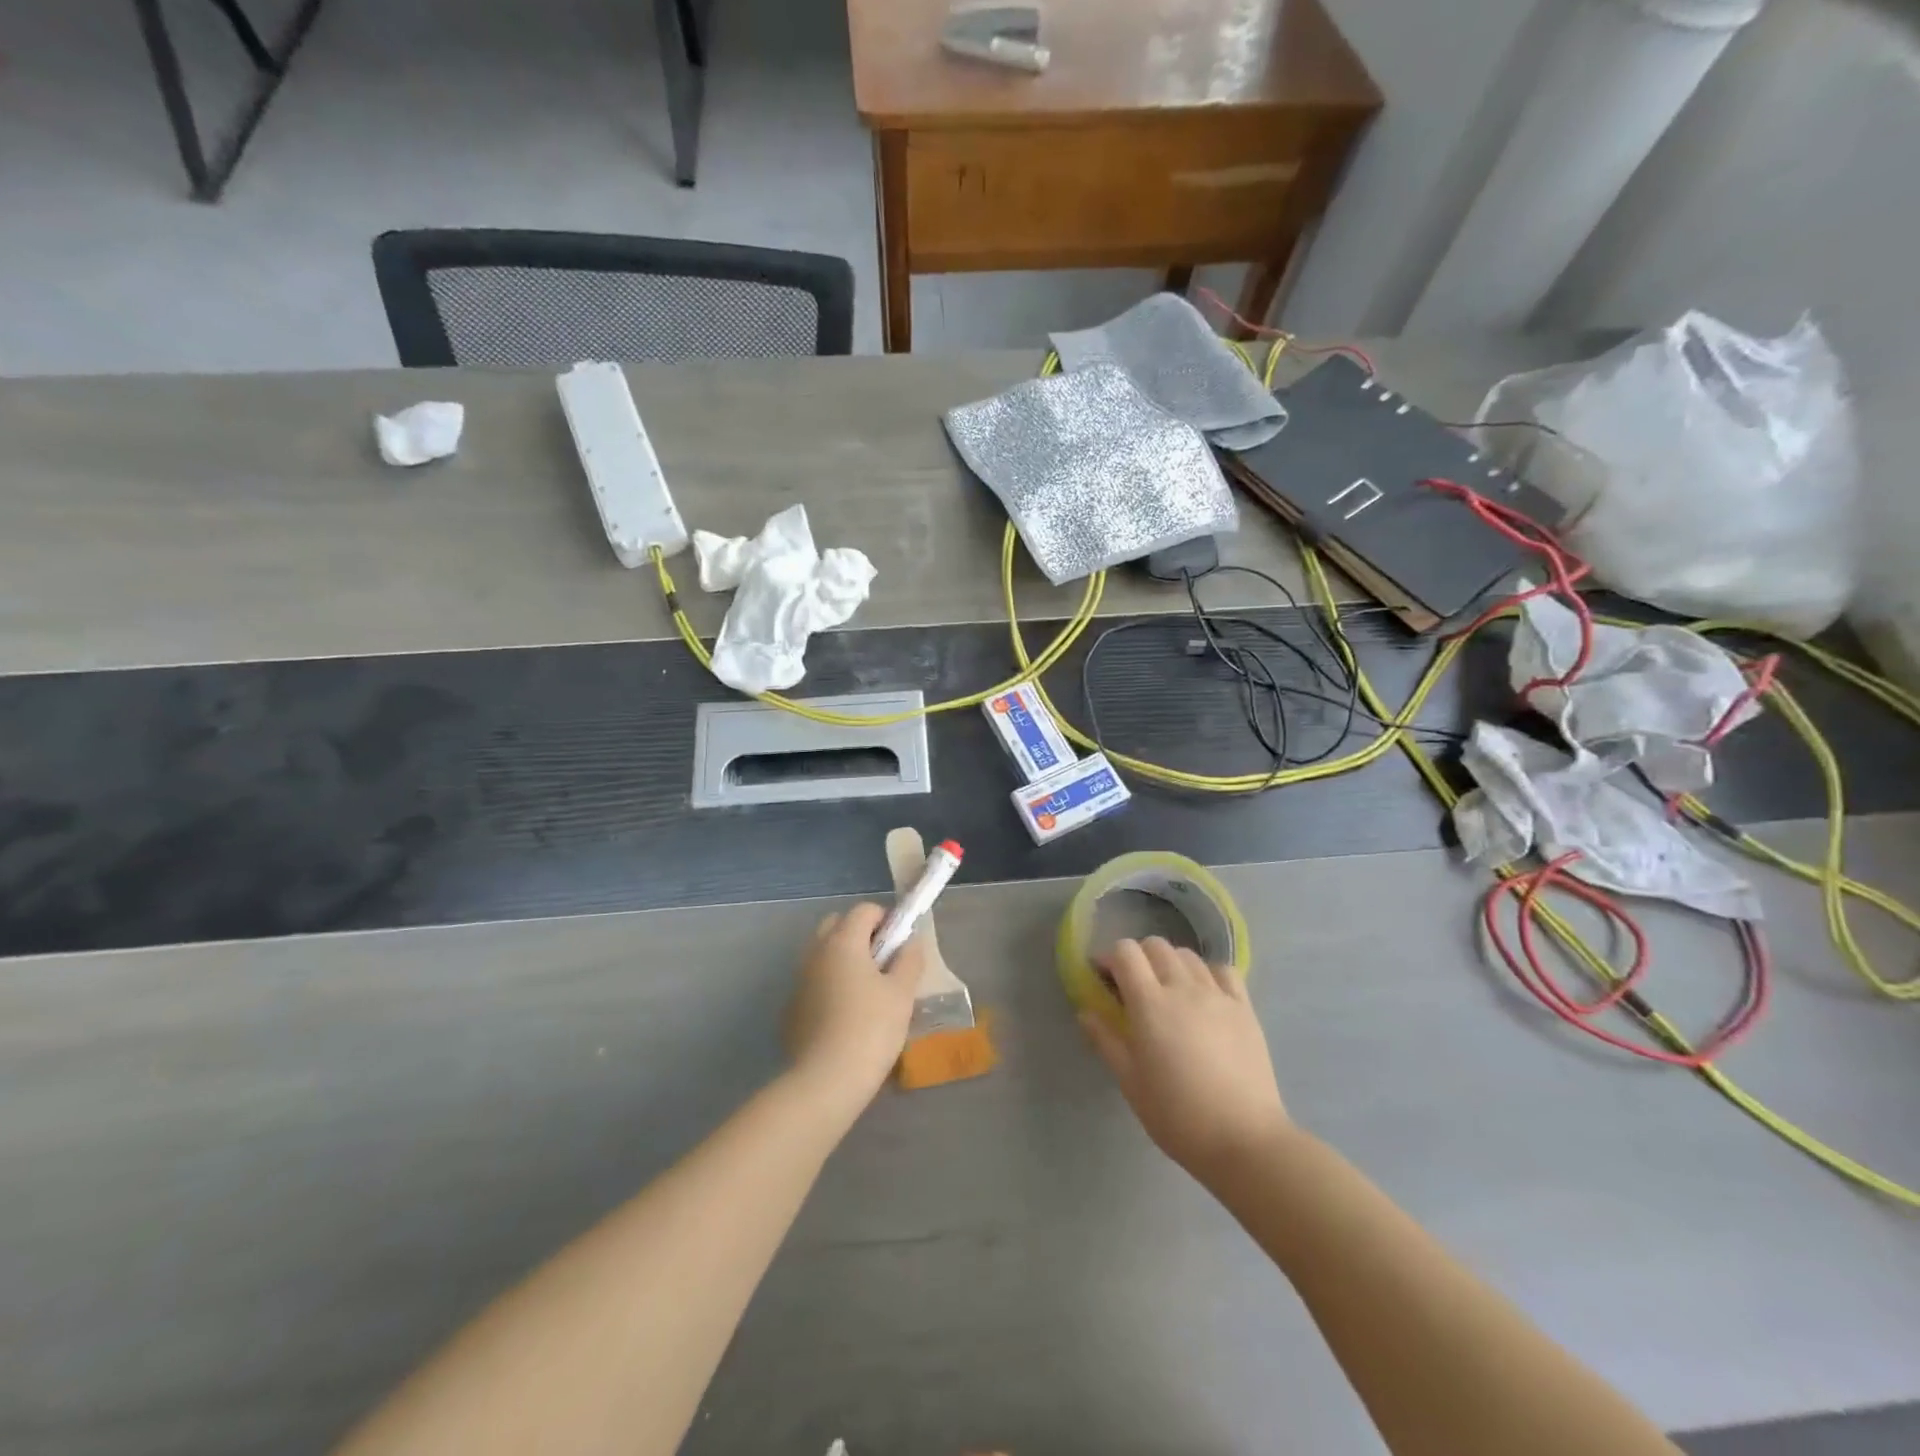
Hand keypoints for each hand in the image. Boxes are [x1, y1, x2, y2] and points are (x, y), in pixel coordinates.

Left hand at [784, 903, 926, 1112]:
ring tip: (866, 992)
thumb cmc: (871, 1029)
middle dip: (860, 935)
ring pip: (822, 954)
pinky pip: (813, 982)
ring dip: (843, 960)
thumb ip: (909, 960)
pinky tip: (845, 1016)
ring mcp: (798, 980)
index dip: (886, 920)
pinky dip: (829, 985)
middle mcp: (815, 952)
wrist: (826, 1081)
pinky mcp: (791, 1008)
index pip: (864, 910)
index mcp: (842, 941)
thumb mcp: (902, 993)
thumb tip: (911, 942)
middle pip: (836, 925)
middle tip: (883, 964)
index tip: (900, 946)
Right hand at [1080, 937, 1290, 1185]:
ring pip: (1187, 955)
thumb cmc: (1177, 1114)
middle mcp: (1183, 987)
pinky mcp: (1244, 1008)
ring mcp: (1217, 995)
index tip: (1104, 978)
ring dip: (1170, 963)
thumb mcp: (1130, 1082)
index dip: (1110, 958)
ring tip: (1168, 991)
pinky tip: (1204, 994)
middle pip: (1155, 946)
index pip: (1125, 952)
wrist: (1244, 1139)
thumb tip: (1085, 1011)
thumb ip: (1105, 1040)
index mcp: (1150, 1003)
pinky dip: (1207, 972)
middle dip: (1138, 958)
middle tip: (1133, 987)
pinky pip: (1223, 970)